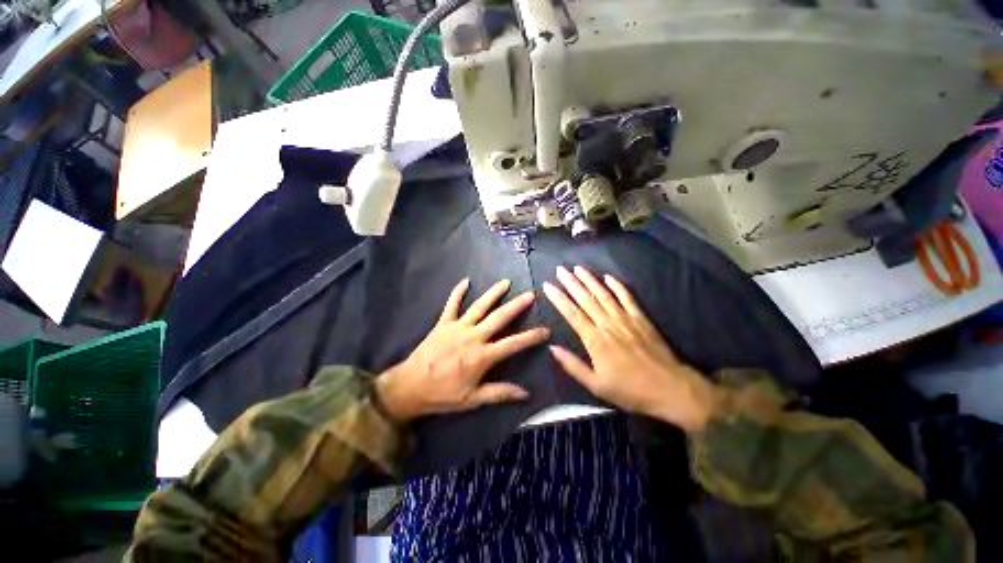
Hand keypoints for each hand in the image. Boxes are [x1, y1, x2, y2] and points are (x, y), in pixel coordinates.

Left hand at [376, 278, 548, 422]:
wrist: (410, 387)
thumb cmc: (443, 395)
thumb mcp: (473, 400)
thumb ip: (500, 393)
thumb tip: (525, 393)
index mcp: (482, 356)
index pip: (513, 344)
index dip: (531, 337)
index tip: (546, 330)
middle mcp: (473, 337)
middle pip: (499, 318)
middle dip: (516, 306)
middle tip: (530, 294)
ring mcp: (457, 327)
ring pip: (479, 306)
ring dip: (493, 293)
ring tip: (506, 282)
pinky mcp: (443, 323)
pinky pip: (451, 304)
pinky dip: (458, 292)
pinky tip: (465, 280)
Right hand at [543, 266, 719, 431]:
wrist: (670, 388)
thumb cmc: (630, 390)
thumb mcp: (596, 385)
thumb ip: (573, 365)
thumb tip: (552, 348)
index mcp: (595, 340)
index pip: (572, 313)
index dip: (558, 298)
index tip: (548, 285)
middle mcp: (608, 324)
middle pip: (585, 299)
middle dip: (571, 282)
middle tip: (559, 269)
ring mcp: (625, 319)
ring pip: (603, 294)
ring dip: (590, 280)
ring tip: (578, 268)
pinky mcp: (641, 318)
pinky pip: (627, 297)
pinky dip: (617, 286)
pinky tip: (608, 276)